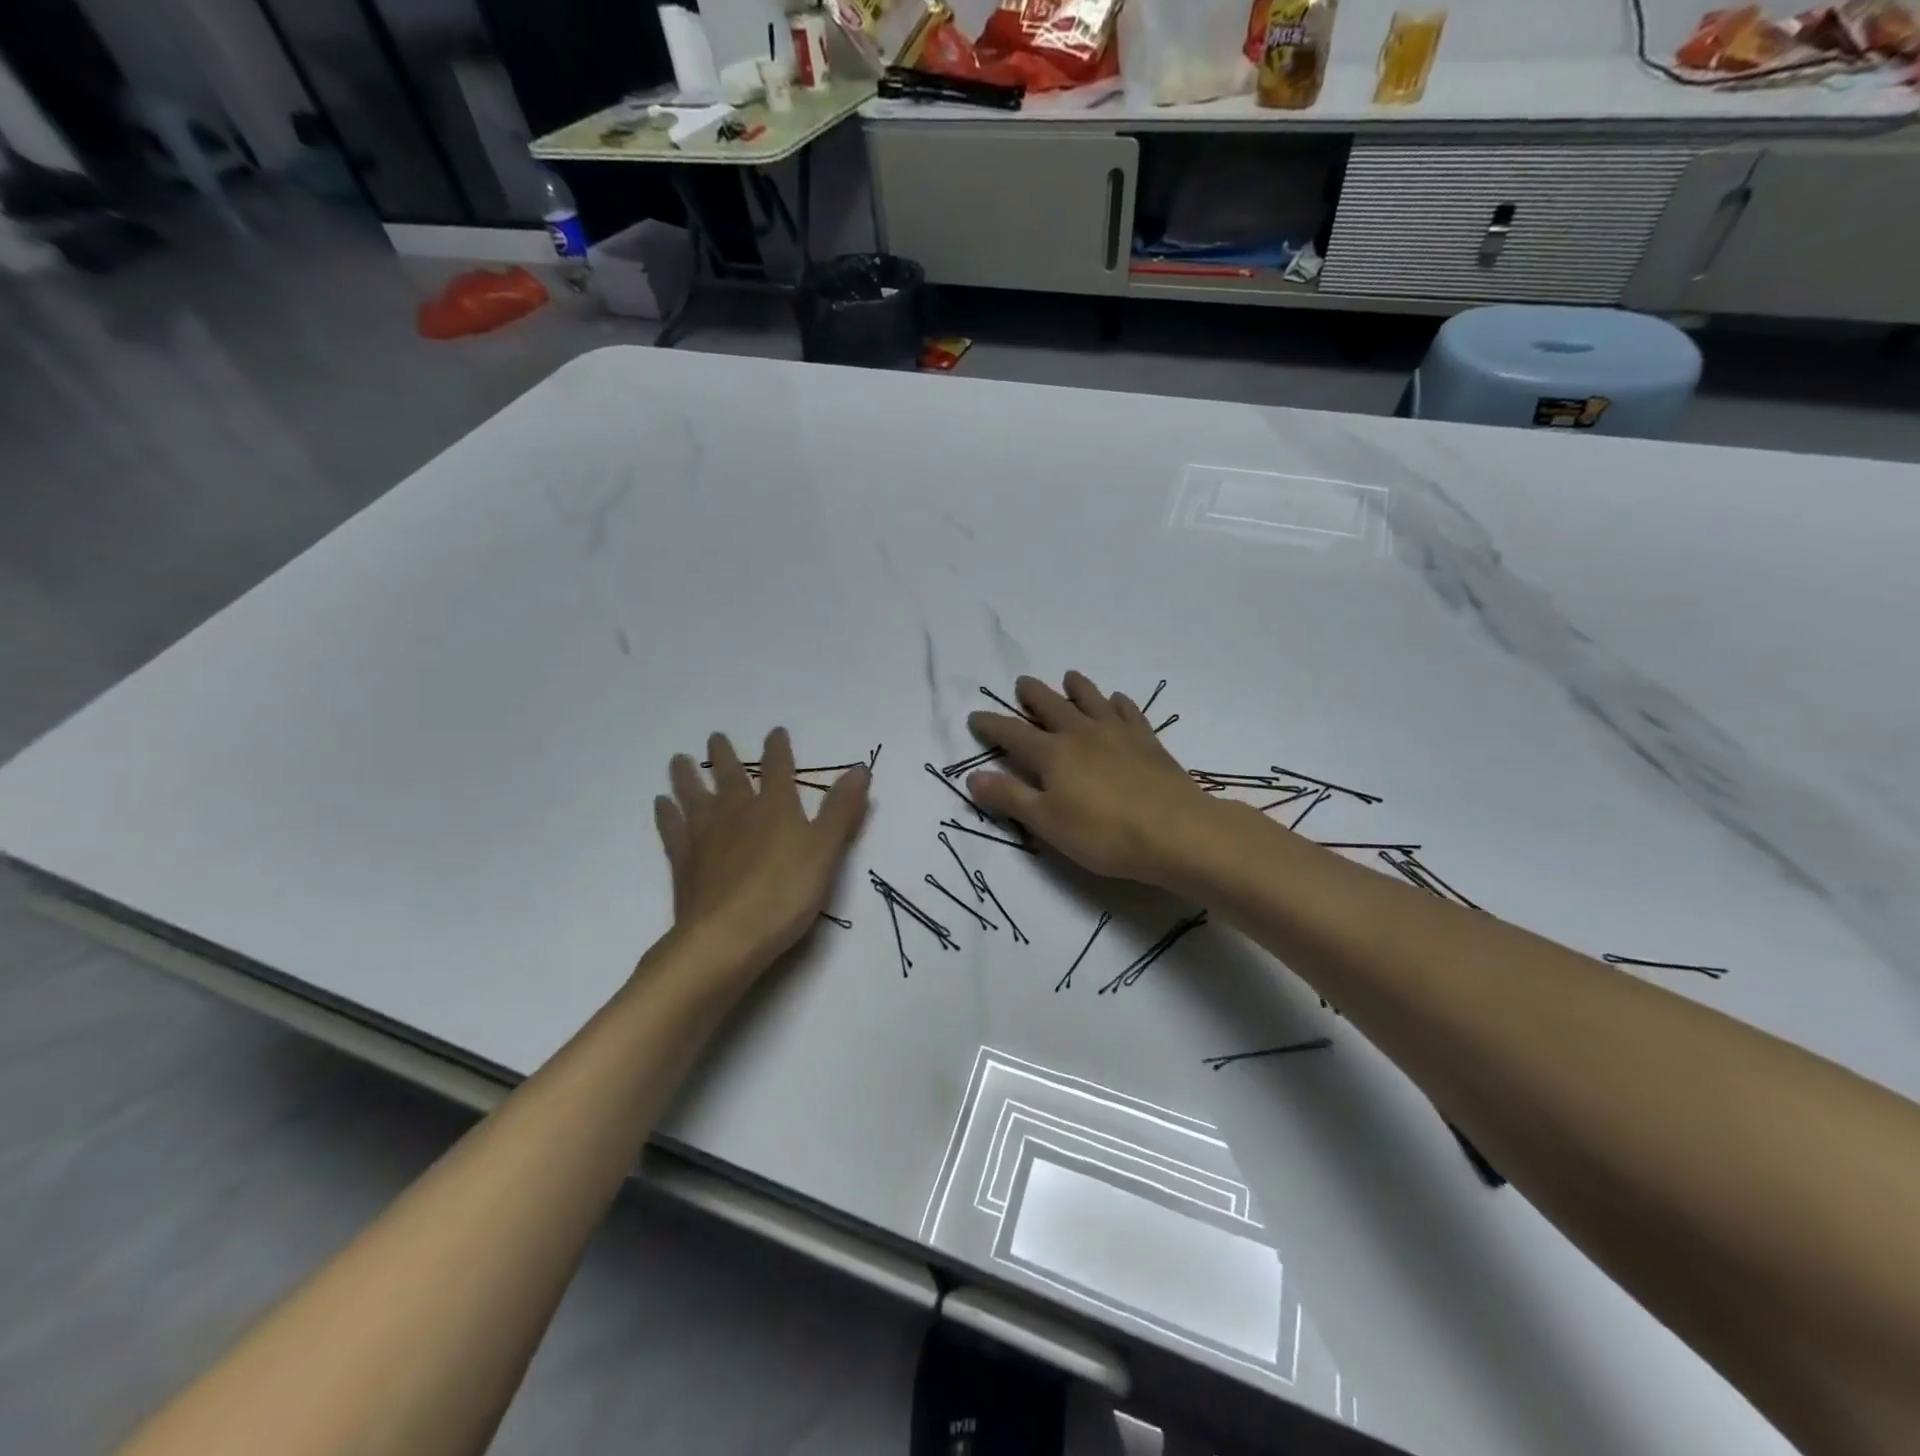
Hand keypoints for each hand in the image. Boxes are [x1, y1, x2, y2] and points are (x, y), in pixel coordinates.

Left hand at [654, 728, 868, 971]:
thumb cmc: (784, 893)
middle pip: (730, 777)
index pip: (778, 770)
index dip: (778, 750)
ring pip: (695, 796)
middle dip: (726, 756)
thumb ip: (841, 810)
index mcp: (775, 808)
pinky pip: (672, 828)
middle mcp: (737, 813)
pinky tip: (661, 804)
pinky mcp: (684, 861)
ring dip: (688, 776)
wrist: (726, 937)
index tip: (775, 732)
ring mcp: (705, 836)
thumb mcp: (826, 851)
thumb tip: (860, 768)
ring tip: (678, 759)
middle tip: (714, 737)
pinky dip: (667, 814)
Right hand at [967, 672, 1222, 886]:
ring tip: (1069, 677)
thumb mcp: (1047, 822)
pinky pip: (1129, 712)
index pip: (1012, 734)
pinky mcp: (1147, 741)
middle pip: (1051, 706)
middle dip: (1032, 694)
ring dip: (1077, 687)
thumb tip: (972, 776)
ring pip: (1091, 700)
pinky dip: (1118, 702)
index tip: (975, 716)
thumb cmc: (1104, 833)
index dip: (991, 725)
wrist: (1176, 831)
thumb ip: (1010, 797)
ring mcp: (1117, 733)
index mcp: (1052, 754)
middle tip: (1022, 682)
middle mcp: (1081, 734)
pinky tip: (1116, 700)